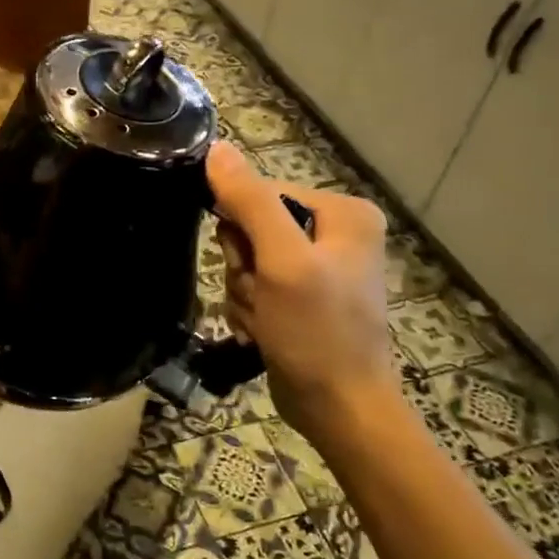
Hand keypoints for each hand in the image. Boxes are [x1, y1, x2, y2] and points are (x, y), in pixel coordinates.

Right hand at [206, 143, 398, 436]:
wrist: (340, 409)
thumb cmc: (318, 332)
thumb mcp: (282, 261)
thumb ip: (250, 201)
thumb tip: (216, 149)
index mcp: (342, 213)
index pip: (262, 193)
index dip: (242, 227)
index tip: (249, 263)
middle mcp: (333, 234)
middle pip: (252, 229)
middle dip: (244, 268)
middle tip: (262, 296)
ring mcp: (316, 269)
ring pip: (246, 263)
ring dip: (244, 294)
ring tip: (266, 322)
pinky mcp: (299, 299)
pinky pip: (254, 288)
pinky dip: (250, 312)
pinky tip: (264, 334)